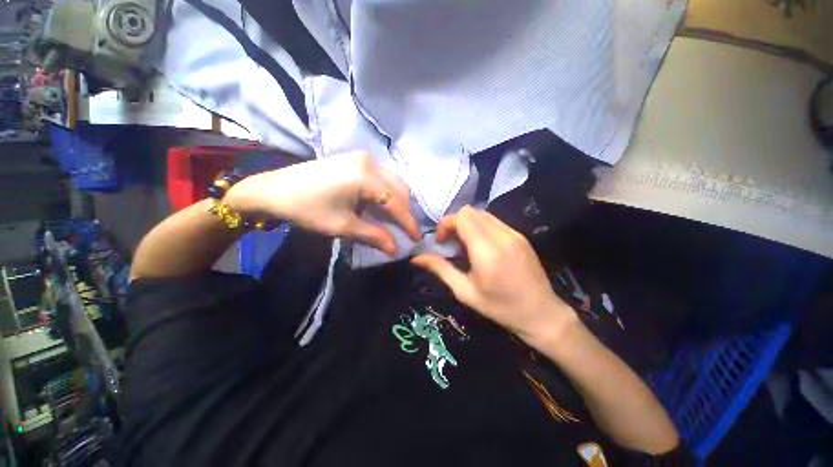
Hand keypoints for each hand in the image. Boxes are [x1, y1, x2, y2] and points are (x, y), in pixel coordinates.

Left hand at [225, 152, 419, 254]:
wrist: (273, 190)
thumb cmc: (307, 209)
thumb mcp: (343, 226)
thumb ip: (374, 235)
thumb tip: (395, 248)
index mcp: (366, 176)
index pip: (396, 202)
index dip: (408, 222)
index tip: (417, 238)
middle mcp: (369, 162)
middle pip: (398, 188)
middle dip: (404, 210)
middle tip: (404, 230)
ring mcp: (362, 158)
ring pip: (392, 181)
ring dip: (396, 201)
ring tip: (395, 219)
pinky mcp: (355, 160)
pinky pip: (381, 177)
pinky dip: (386, 193)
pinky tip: (381, 205)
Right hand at [412, 206, 576, 342]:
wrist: (541, 313)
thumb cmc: (500, 307)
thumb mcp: (465, 292)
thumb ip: (440, 269)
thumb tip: (416, 258)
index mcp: (486, 251)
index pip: (462, 217)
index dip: (446, 224)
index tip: (442, 242)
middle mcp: (501, 236)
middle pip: (470, 211)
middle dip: (454, 223)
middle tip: (452, 244)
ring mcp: (514, 233)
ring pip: (482, 213)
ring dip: (468, 224)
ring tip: (466, 246)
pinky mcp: (520, 235)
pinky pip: (494, 221)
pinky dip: (481, 227)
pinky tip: (482, 247)